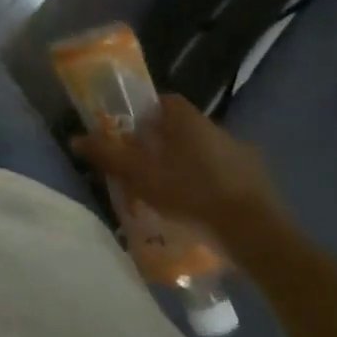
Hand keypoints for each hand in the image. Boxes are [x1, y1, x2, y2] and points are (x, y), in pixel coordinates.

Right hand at [71, 94, 284, 248]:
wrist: (256, 234)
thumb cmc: (192, 194)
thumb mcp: (141, 176)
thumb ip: (108, 156)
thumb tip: (76, 139)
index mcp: (187, 118)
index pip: (163, 102)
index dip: (145, 116)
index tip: (132, 137)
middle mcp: (216, 127)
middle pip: (182, 128)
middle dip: (165, 144)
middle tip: (148, 168)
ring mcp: (242, 154)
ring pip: (205, 152)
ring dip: (190, 166)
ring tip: (174, 193)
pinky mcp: (260, 181)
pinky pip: (227, 176)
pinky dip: (213, 186)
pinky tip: (203, 209)